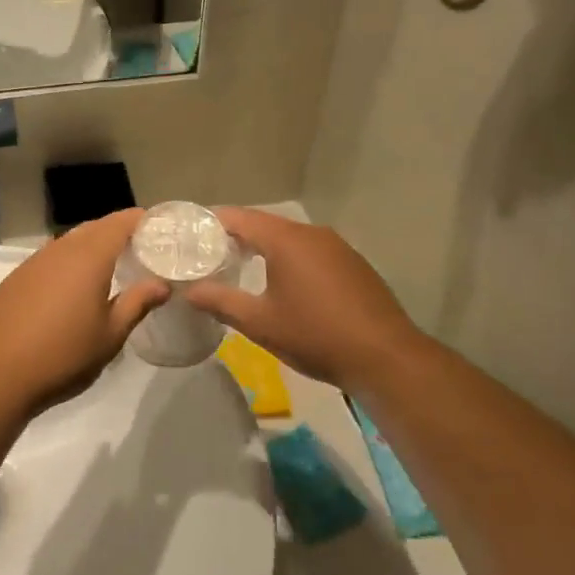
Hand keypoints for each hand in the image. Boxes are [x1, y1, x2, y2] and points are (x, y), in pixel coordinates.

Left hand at [0, 210, 168, 415]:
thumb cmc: (64, 356)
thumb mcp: (110, 335)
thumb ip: (137, 303)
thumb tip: (162, 284)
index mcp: (88, 257)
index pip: (120, 223)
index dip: (141, 220)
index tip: (160, 228)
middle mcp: (60, 250)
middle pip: (94, 228)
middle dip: (118, 232)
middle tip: (140, 249)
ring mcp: (33, 262)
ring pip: (69, 241)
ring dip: (91, 246)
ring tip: (110, 266)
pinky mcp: (16, 278)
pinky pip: (50, 258)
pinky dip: (68, 261)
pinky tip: (72, 286)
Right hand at [183, 209, 421, 393]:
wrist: (385, 357)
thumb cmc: (315, 335)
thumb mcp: (260, 322)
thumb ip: (220, 301)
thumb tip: (189, 291)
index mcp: (286, 239)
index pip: (239, 217)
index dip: (212, 223)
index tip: (190, 235)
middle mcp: (312, 233)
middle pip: (265, 224)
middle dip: (236, 236)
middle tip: (209, 254)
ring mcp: (337, 247)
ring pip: (290, 238)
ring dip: (264, 247)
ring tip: (240, 267)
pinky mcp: (352, 264)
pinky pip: (311, 251)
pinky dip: (290, 258)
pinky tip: (284, 283)